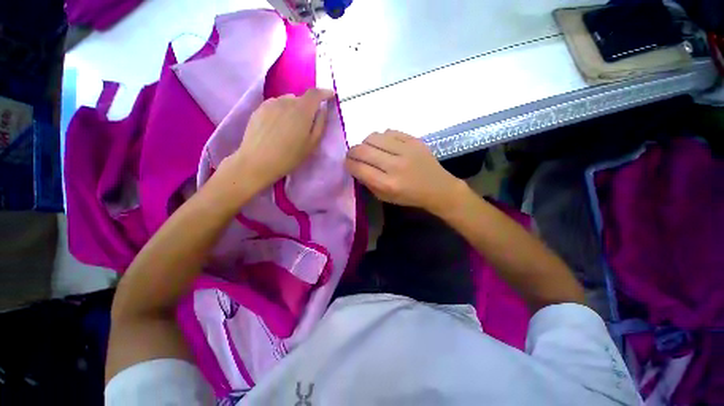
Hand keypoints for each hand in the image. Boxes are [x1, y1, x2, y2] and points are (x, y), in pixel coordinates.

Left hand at [230, 88, 335, 190]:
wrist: (257, 161)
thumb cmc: (289, 156)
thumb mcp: (312, 144)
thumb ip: (320, 124)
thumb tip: (322, 110)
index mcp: (302, 110)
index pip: (315, 93)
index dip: (325, 93)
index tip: (331, 96)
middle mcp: (286, 101)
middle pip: (301, 98)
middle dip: (308, 107)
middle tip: (308, 123)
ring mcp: (271, 103)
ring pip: (288, 101)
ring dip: (294, 109)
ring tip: (292, 126)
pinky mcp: (259, 108)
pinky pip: (276, 105)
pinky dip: (282, 111)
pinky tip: (279, 126)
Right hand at [345, 130, 465, 214]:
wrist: (437, 188)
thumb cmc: (409, 196)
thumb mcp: (384, 197)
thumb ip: (368, 182)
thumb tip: (355, 166)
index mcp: (387, 184)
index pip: (358, 167)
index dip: (348, 164)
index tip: (348, 164)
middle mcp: (395, 165)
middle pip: (362, 150)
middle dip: (352, 152)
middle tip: (354, 156)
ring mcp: (405, 150)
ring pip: (373, 137)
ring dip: (366, 143)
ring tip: (370, 150)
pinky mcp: (414, 140)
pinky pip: (388, 131)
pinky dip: (381, 138)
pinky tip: (385, 145)